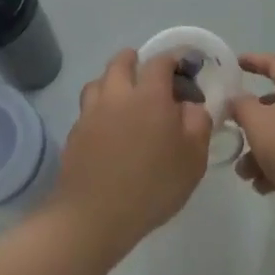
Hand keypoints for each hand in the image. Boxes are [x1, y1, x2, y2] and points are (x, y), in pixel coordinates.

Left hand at [50, 49, 212, 259]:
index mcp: (149, 95)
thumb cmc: (152, 185)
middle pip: (121, 61)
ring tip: (123, 98)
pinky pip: (88, 108)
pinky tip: (107, 129)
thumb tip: (191, 105)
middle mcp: (117, 94)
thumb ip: (198, 123)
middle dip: (135, 60)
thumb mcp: (193, 158)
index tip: (181, 68)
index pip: (160, 61)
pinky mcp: (75, 132)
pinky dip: (98, 109)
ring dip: (112, 82)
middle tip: (146, 74)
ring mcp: (91, 112)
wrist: (94, 215)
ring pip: (99, 81)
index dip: (172, 59)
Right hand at [230, 54, 274, 210]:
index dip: (253, 61)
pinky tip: (262, 186)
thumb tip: (237, 99)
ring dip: (260, 151)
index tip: (234, 63)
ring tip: (244, 173)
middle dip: (251, 121)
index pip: (274, 63)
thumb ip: (241, 106)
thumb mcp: (259, 123)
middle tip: (232, 129)